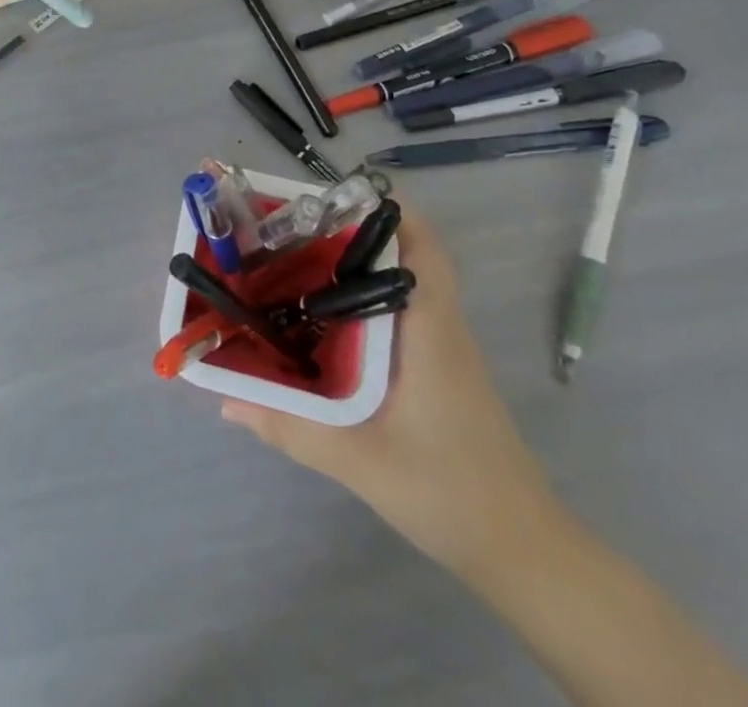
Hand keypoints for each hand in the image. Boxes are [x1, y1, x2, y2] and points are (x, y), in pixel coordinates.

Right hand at [221, 212, 564, 577]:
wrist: (522, 551)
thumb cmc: (451, 493)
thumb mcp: (361, 463)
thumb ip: (291, 428)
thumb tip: (224, 400)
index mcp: (429, 328)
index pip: (421, 244)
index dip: (382, 208)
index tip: (326, 196)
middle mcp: (437, 323)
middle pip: (399, 251)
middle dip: (344, 230)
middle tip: (285, 229)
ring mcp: (439, 344)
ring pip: (395, 280)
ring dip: (348, 263)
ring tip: (287, 261)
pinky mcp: (434, 365)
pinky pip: (393, 310)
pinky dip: (357, 298)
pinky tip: (316, 317)